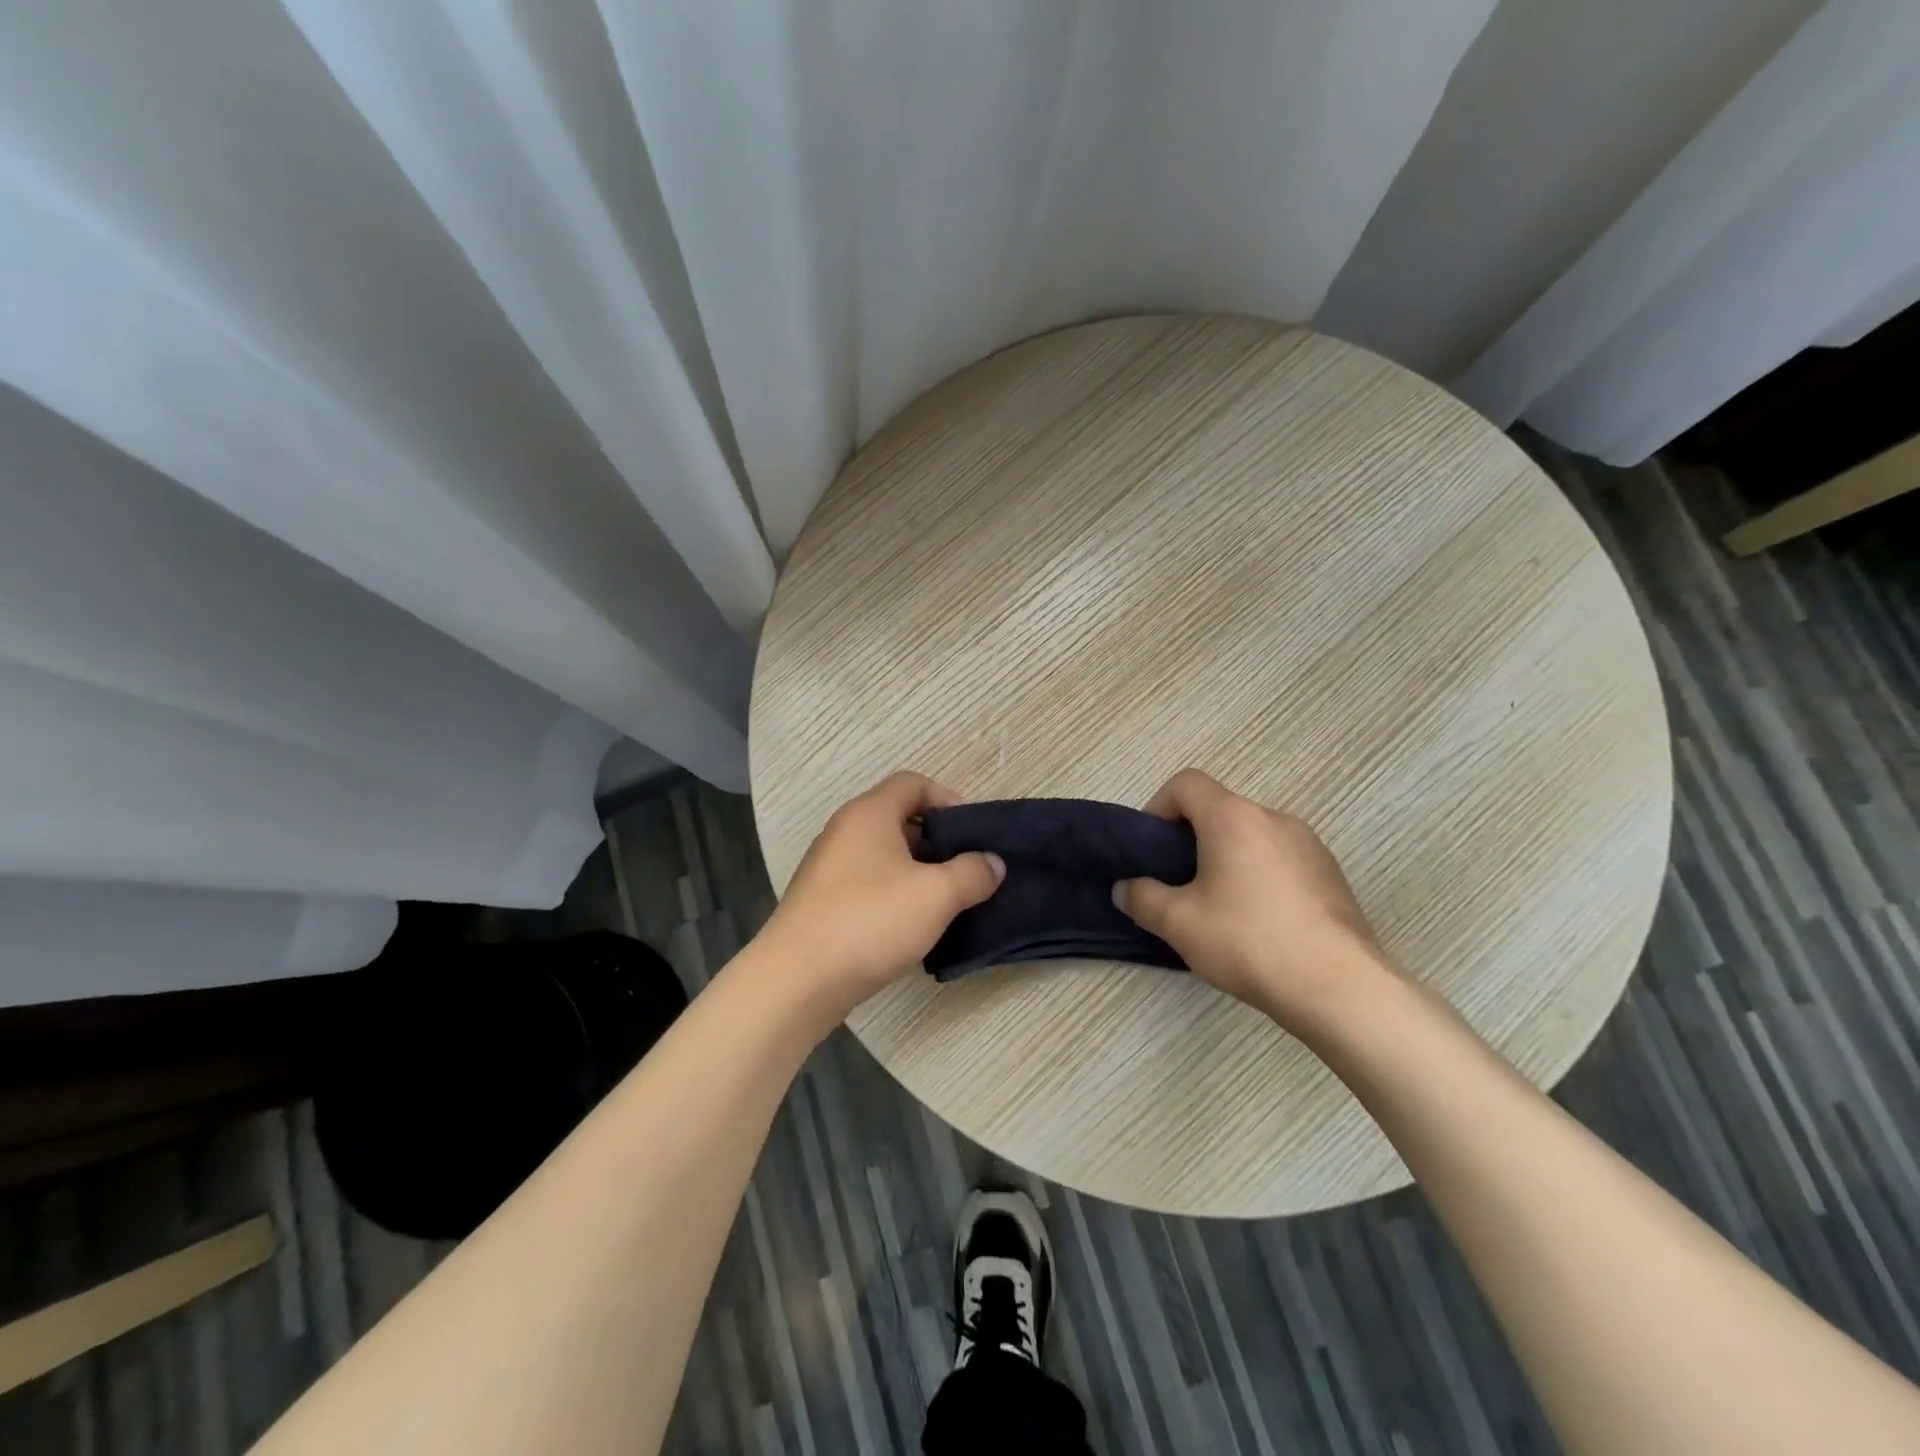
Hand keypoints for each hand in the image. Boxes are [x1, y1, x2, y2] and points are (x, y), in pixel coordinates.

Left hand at [756, 772, 1004, 1020]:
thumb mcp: (936, 895)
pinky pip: (867, 882)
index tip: (972, 834)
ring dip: (917, 871)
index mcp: (869, 814)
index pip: (912, 783)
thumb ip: (972, 873)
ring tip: (945, 901)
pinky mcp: (821, 900)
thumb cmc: (870, 921)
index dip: (947, 799)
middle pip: (898, 818)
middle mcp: (844, 830)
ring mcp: (828, 866)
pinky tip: (910, 926)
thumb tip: (992, 863)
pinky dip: (893, 893)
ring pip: (883, 854)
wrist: (797, 979)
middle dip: (937, 840)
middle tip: (965, 869)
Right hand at [1115, 769, 1394, 1030]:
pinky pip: (1281, 859)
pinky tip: (1260, 922)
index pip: (1186, 783)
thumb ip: (1141, 898)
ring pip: (1251, 836)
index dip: (1158, 807)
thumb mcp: (1178, 923)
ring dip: (1227, 858)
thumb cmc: (1248, 941)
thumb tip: (1124, 889)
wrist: (1340, 987)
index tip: (1151, 850)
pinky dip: (1260, 875)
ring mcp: (1309, 844)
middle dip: (1191, 839)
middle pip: (1219, 809)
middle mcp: (1273, 818)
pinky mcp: (1331, 874)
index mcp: (1233, 818)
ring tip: (1219, 907)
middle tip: (1179, 884)